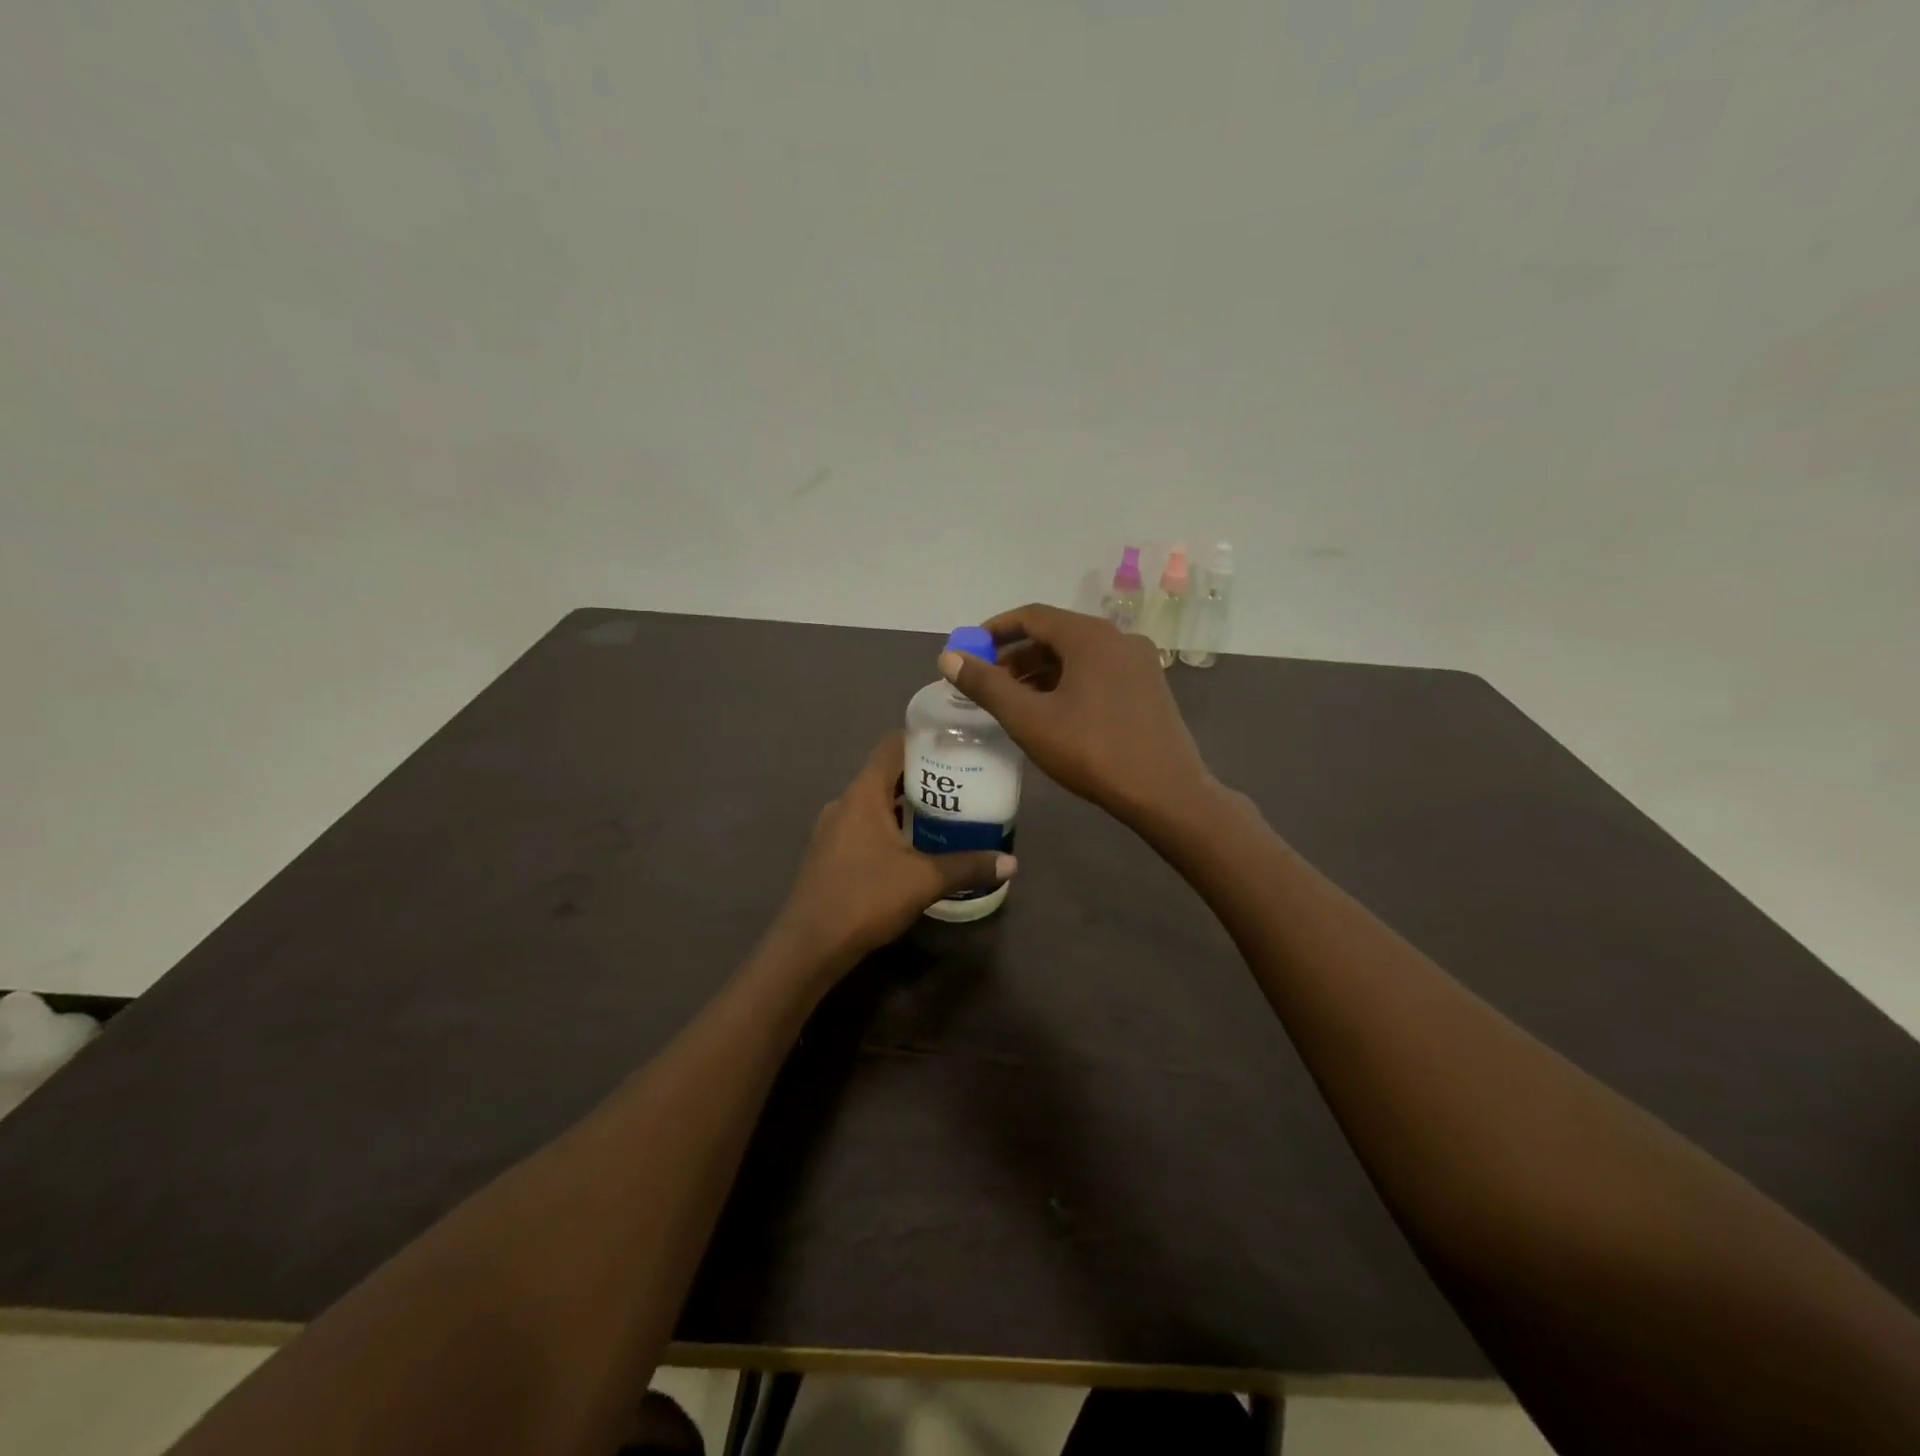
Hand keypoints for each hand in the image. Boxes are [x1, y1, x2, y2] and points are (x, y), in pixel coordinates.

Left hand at [774, 732, 1015, 966]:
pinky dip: (888, 829)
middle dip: (922, 778)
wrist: (809, 945)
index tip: (954, 745)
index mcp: (862, 794)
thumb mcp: (924, 880)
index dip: (922, 739)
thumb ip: (968, 866)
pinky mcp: (828, 855)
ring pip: (874, 804)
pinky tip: (912, 849)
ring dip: (904, 806)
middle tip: (961, 785)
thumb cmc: (865, 897)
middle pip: (885, 775)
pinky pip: (863, 827)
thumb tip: (1011, 863)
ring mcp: (831, 830)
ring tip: (943, 816)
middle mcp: (843, 803)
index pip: (891, 746)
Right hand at [939, 604, 1213, 828]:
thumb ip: (986, 686)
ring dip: (1042, 671)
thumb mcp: (1029, 720)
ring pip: (1079, 655)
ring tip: (1013, 700)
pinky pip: (1098, 672)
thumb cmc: (1092, 752)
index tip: (970, 649)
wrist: (1166, 793)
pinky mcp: (1149, 687)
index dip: (996, 629)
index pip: (1032, 616)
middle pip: (1056, 634)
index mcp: (1090, 636)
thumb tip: (949, 657)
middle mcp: (1118, 638)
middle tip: (988, 681)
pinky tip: (1052, 711)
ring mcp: (1139, 662)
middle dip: (1017, 654)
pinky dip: (1068, 682)